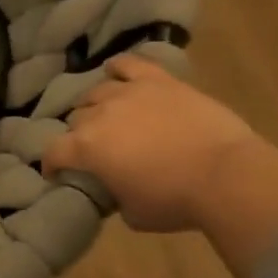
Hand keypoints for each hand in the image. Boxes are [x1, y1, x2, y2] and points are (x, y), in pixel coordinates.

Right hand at [42, 55, 264, 232]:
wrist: (226, 176)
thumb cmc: (174, 201)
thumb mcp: (131, 213)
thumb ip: (113, 195)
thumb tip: (113, 187)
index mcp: (86, 149)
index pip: (53, 152)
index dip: (51, 165)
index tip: (58, 175)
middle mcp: (99, 115)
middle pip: (75, 120)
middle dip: (77, 136)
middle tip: (92, 149)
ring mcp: (129, 93)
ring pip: (96, 92)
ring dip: (95, 106)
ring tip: (105, 115)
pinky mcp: (159, 82)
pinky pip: (130, 64)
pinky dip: (118, 68)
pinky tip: (115, 72)